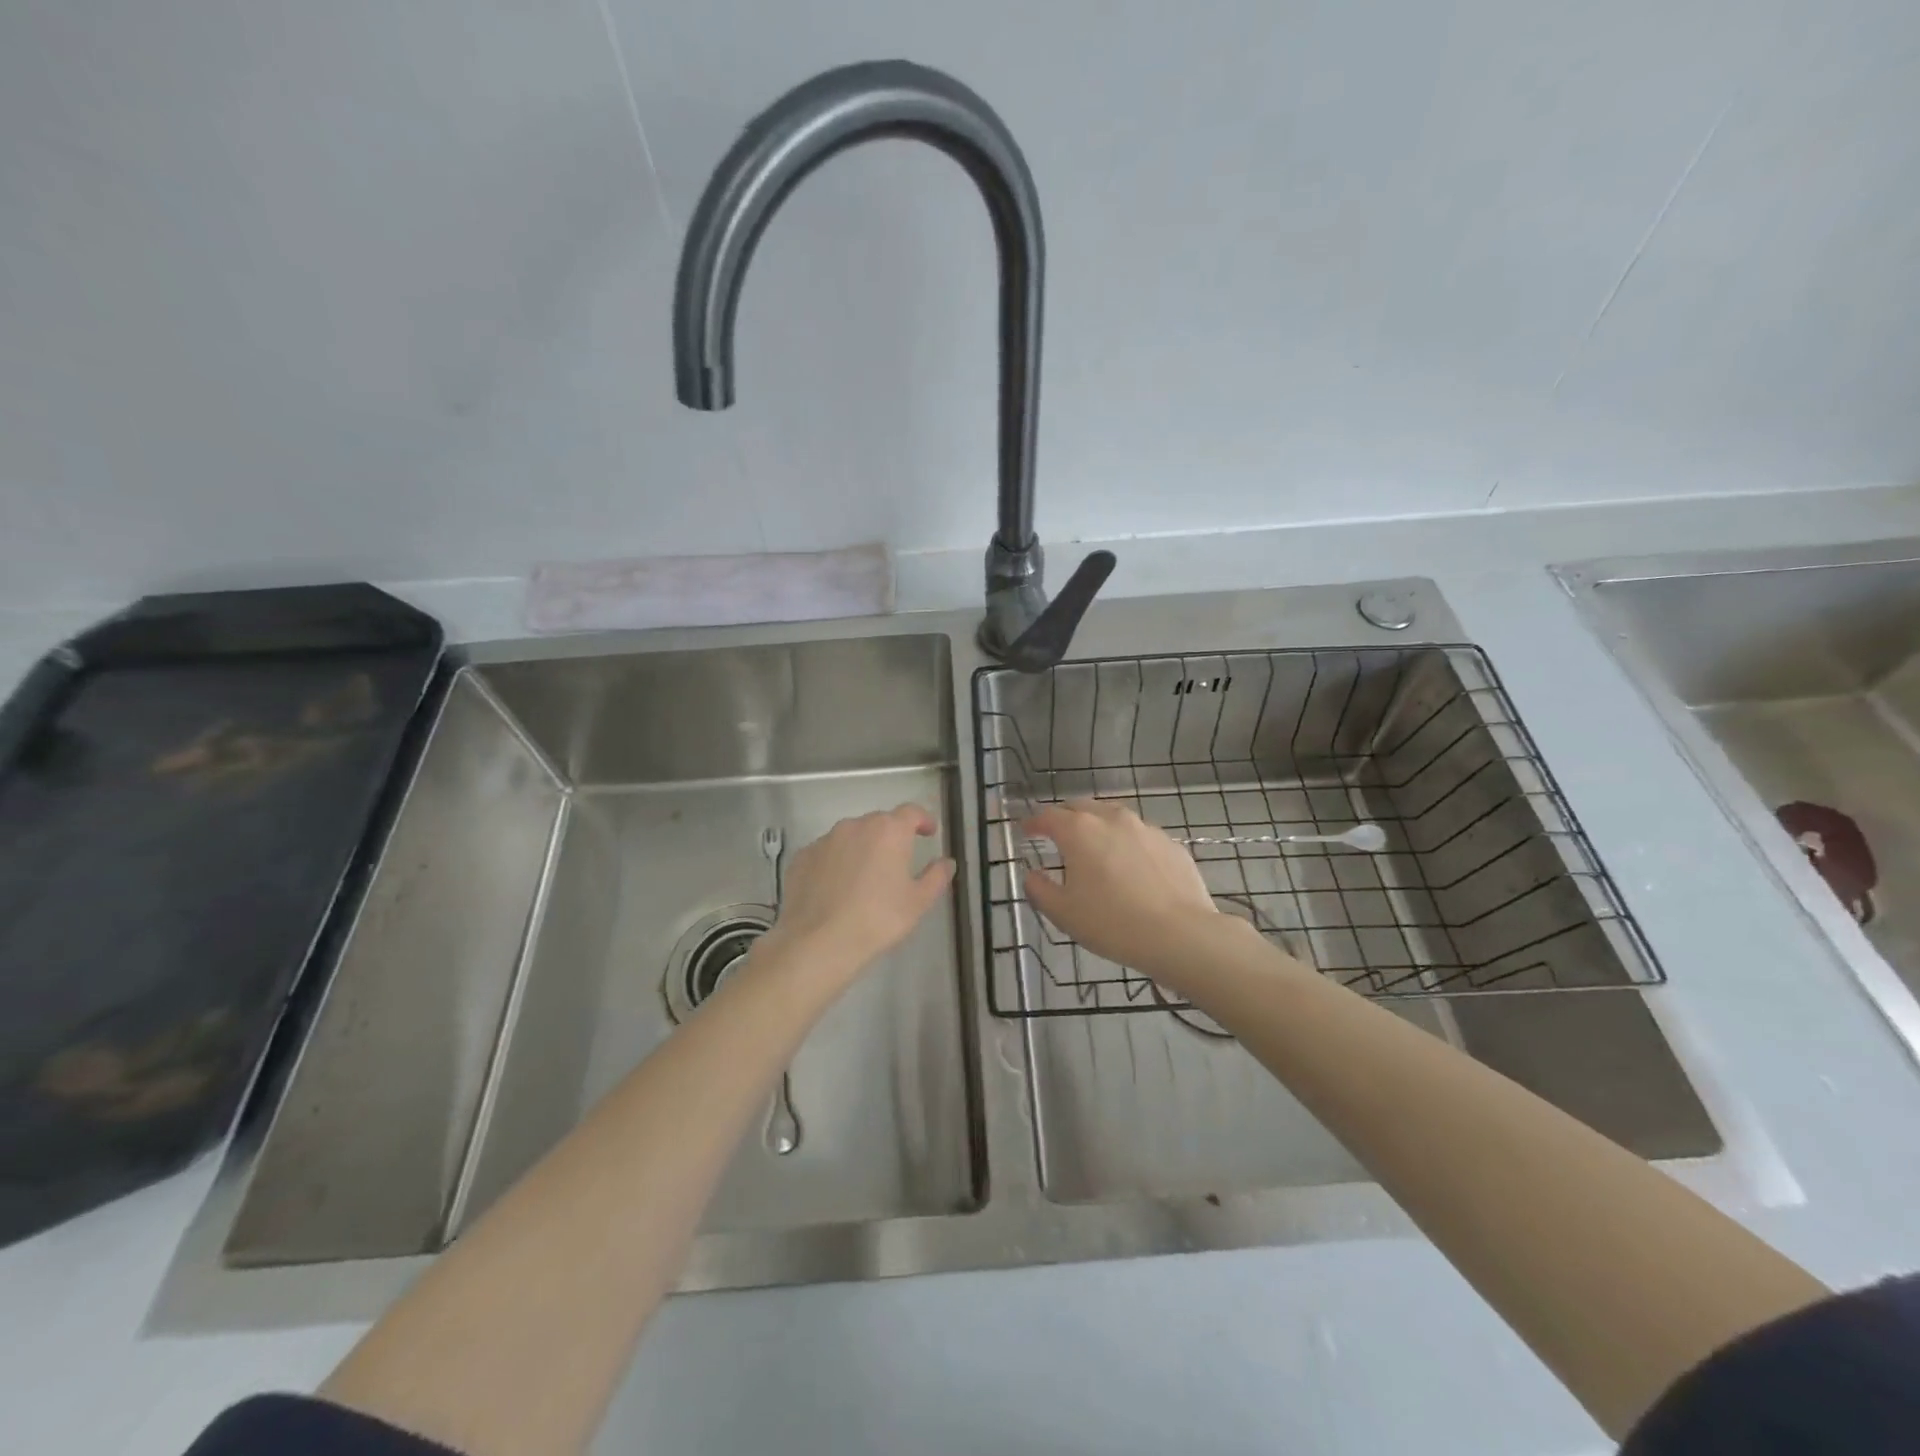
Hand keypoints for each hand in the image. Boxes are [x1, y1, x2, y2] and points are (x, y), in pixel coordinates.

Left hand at [767, 804, 955, 976]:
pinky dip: (836, 863)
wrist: (817, 942)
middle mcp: (855, 826)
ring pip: (850, 836)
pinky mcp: (802, 857)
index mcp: (889, 830)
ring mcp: (825, 840)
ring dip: (861, 849)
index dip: (923, 820)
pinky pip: (826, 853)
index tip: (928, 833)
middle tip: (897, 862)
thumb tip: (947, 862)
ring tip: (865, 878)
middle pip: (879, 822)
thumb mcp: (918, 902)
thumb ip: (936, 877)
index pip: (911, 812)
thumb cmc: (877, 919)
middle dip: (891, 837)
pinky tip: (836, 889)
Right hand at [1022, 799, 1218, 978]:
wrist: (1180, 934)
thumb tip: (1033, 875)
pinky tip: (1131, 866)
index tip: (1026, 830)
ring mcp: (1145, 828)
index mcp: (1079, 831)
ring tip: (1095, 847)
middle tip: (1057, 834)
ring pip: (1113, 817)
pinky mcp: (1170, 844)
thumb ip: (1040, 890)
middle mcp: (1111, 819)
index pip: (1048, 816)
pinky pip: (1140, 836)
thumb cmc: (1113, 923)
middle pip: (1081, 807)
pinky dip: (1127, 843)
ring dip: (1098, 826)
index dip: (1034, 823)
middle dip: (1065, 817)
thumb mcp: (1063, 913)